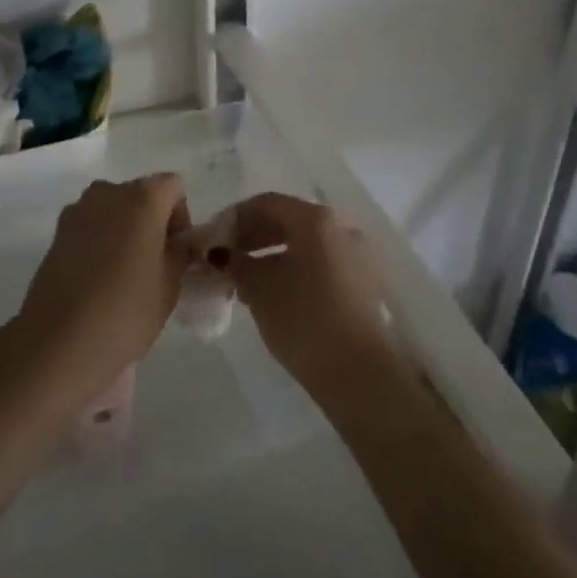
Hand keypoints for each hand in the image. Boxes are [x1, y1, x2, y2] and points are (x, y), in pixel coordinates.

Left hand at [9, 174, 189, 408]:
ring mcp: (77, 211)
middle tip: (155, 264)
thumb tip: (179, 242)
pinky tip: (98, 279)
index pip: (174, 187)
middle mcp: (108, 192)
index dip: (181, 217)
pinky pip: (90, 227)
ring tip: (125, 273)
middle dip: (152, 222)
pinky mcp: (57, 233)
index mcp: (142, 197)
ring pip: (113, 210)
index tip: (176, 252)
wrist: (60, 341)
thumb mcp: (171, 284)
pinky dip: (100, 242)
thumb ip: (180, 252)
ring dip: (124, 230)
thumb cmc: (127, 310)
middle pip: (141, 195)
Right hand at [224, 193, 394, 390]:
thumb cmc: (304, 320)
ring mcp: (357, 256)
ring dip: (272, 254)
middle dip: (253, 236)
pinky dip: (294, 268)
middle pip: (288, 220)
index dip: (234, 218)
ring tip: (245, 280)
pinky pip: (321, 263)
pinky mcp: (364, 283)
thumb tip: (221, 255)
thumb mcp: (260, 289)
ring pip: (305, 244)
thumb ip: (237, 264)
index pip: (266, 204)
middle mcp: (341, 228)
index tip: (212, 241)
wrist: (360, 374)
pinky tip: (274, 293)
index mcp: (316, 220)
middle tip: (225, 260)